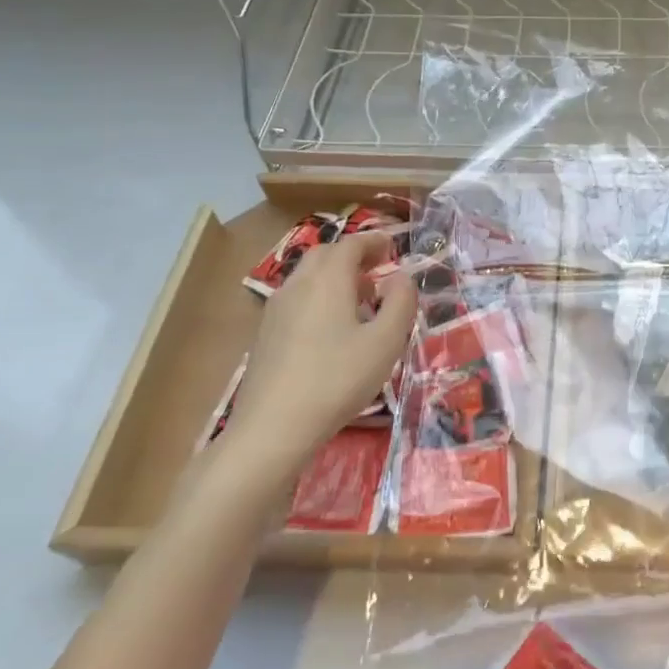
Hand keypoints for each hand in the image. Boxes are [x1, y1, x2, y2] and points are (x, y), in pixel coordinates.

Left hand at [218, 232, 417, 489]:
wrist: (273, 428)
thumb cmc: (338, 379)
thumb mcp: (386, 342)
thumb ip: (401, 303)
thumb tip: (401, 278)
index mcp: (327, 280)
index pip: (350, 244)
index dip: (373, 240)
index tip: (393, 244)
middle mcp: (298, 285)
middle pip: (325, 254)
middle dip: (353, 254)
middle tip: (379, 265)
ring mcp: (276, 310)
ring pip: (308, 277)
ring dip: (335, 275)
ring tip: (361, 296)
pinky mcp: (266, 334)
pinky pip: (298, 298)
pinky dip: (320, 295)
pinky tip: (334, 326)